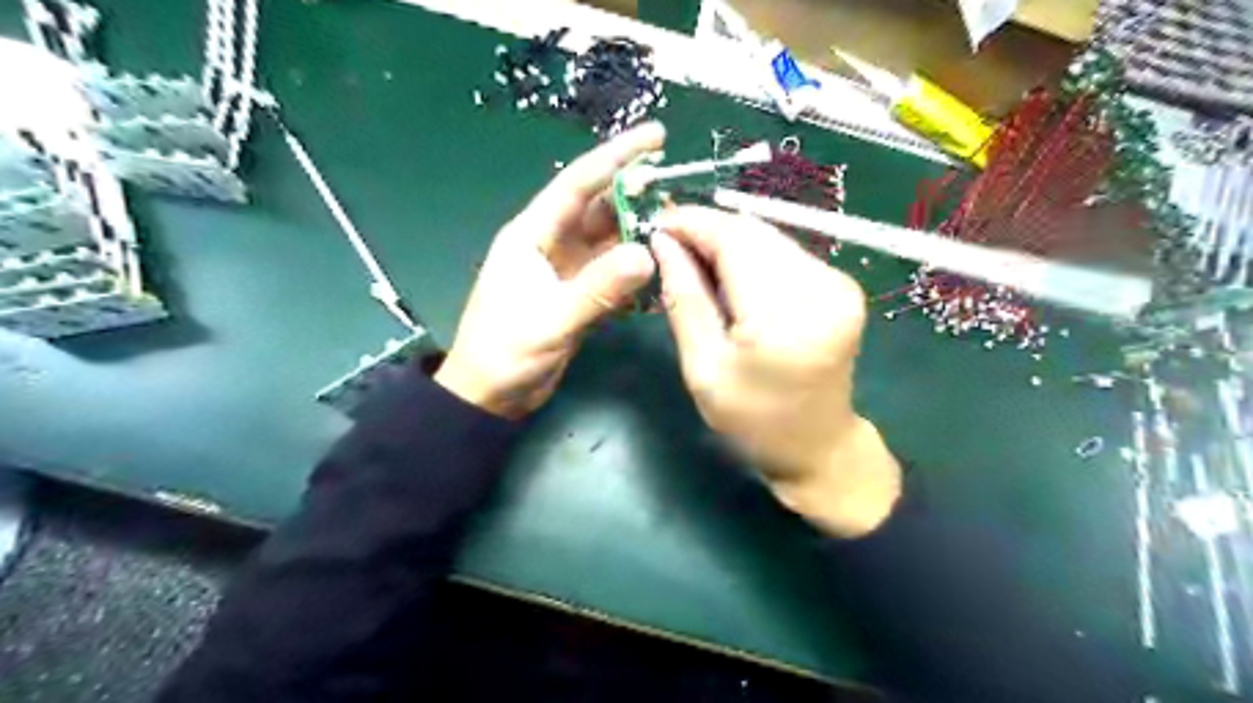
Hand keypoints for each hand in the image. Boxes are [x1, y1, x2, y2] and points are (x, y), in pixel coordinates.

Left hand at [438, 120, 663, 418]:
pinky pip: (614, 270)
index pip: (577, 185)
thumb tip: (647, 254)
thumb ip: (597, 290)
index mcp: (532, 236)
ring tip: (679, 222)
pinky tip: (662, 264)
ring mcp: (568, 270)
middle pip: (599, 207)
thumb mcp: (549, 321)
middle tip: (679, 184)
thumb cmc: (504, 355)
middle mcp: (551, 244)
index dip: (616, 157)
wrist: (490, 397)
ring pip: (610, 238)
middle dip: (636, 192)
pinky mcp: (580, 294)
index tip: (656, 137)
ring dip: (640, 230)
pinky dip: (637, 266)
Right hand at [647, 206, 899, 533]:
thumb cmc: (753, 420)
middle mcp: (822, 288)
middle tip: (668, 244)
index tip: (655, 223)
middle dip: (706, 229)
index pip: (734, 240)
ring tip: (693, 261)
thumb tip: (663, 242)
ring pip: (769, 237)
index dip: (692, 223)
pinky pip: (785, 253)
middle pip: (753, 231)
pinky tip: (730, 276)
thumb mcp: (703, 368)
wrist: (818, 446)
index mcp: (785, 316)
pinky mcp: (842, 285)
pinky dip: (751, 256)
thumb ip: (684, 298)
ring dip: (727, 241)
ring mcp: (839, 283)